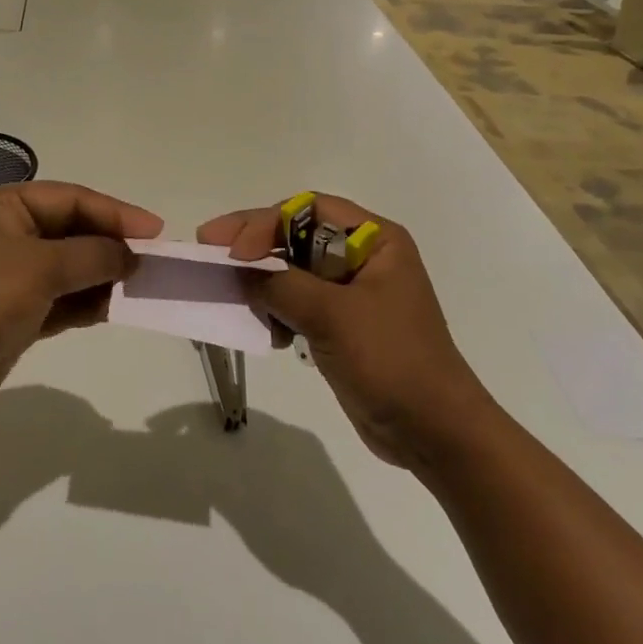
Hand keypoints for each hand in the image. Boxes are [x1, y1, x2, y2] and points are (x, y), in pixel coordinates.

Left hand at [0, 182, 162, 421]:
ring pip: (71, 268)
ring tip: (142, 287)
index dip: (116, 213)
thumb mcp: (39, 268)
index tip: (156, 232)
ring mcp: (13, 276)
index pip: (73, 199)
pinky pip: (63, 300)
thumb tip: (132, 255)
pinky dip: (88, 304)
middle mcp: (10, 235)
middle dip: (112, 246)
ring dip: (104, 276)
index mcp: (6, 207)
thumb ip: (92, 256)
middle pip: (74, 231)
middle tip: (154, 261)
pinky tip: (116, 309)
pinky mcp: (17, 314)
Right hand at [197, 195, 488, 467]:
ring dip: (264, 283)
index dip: (265, 223)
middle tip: (208, 249)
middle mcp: (363, 257)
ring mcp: (352, 293)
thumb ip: (281, 286)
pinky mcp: (342, 324)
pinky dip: (277, 311)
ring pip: (293, 270)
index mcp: (375, 240)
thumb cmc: (391, 360)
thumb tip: (240, 273)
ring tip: (239, 301)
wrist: (434, 432)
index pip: (308, 211)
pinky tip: (272, 335)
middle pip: (297, 236)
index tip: (232, 250)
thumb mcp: (333, 316)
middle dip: (255, 246)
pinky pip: (298, 302)